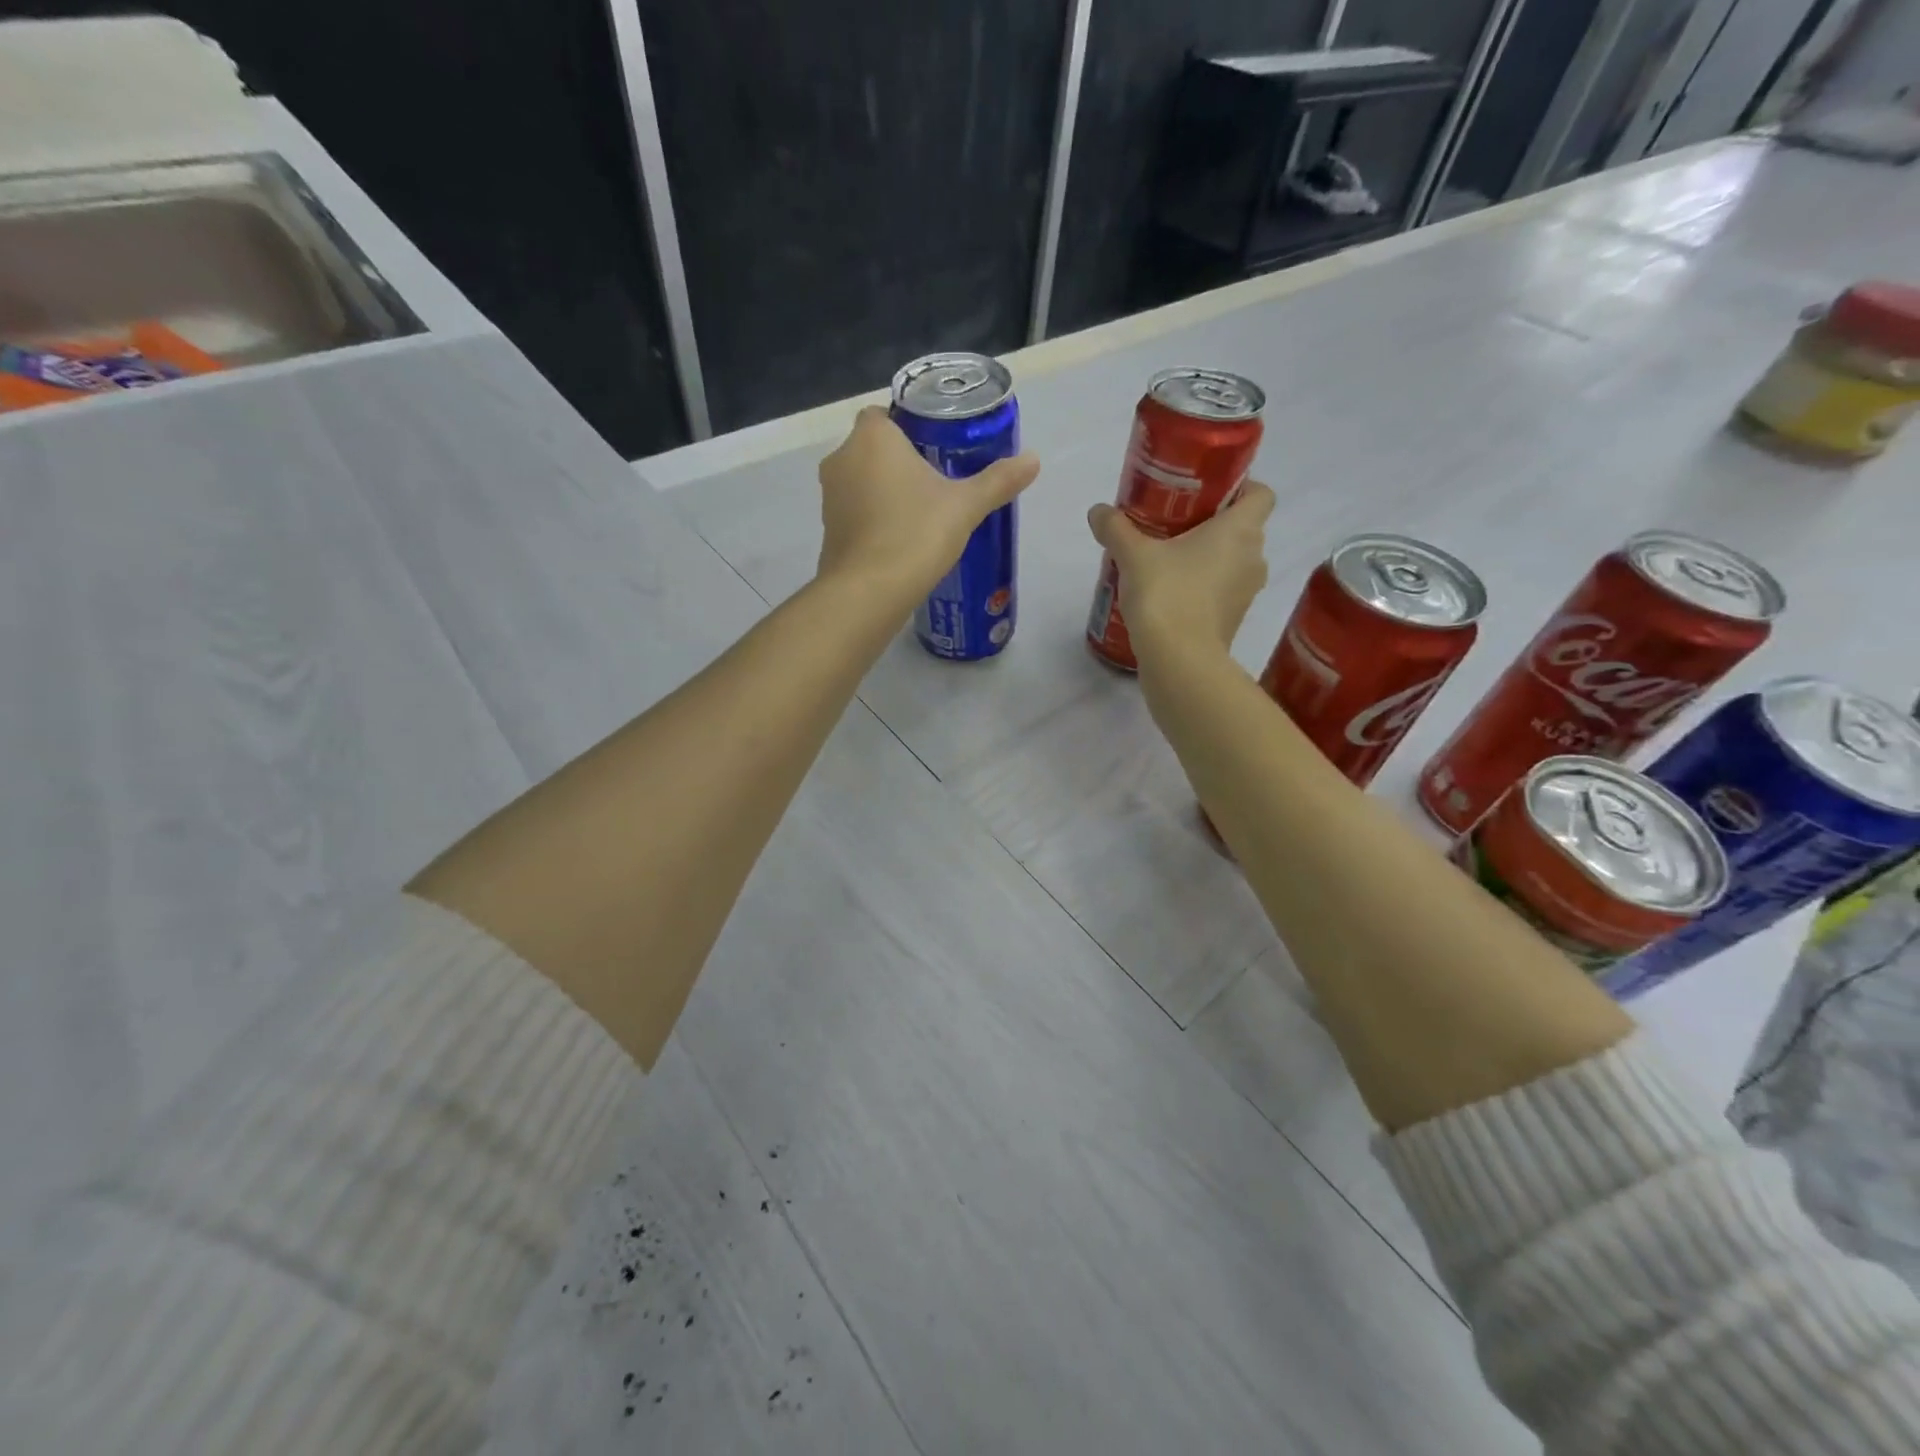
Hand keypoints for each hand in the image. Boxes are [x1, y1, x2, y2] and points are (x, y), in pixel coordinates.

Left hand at [817, 407, 1039, 604]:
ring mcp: (830, 496)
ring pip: (861, 480)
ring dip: (885, 490)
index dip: (910, 426)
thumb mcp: (965, 506)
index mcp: (872, 437)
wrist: (868, 592)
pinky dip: (873, 517)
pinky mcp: (827, 529)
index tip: (936, 447)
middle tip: (937, 481)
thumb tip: (1033, 460)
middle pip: (874, 448)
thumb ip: (998, 481)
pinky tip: (900, 537)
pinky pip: (855, 511)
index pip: (885, 413)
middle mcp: (842, 458)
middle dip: (900, 460)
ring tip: (921, 511)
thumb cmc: (915, 534)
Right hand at [1087, 481, 1274, 661]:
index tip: (1206, 494)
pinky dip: (1203, 587)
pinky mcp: (1234, 620)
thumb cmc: (1166, 595)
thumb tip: (1098, 511)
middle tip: (1174, 526)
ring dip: (1208, 558)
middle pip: (1243, 528)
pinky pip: (1223, 591)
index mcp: (1240, 530)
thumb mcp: (1133, 555)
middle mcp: (1254, 557)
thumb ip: (1116, 529)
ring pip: (1233, 562)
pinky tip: (1170, 592)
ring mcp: (1247, 592)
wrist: (1179, 661)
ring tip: (1168, 561)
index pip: (1261, 494)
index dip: (1240, 487)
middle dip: (1213, 524)